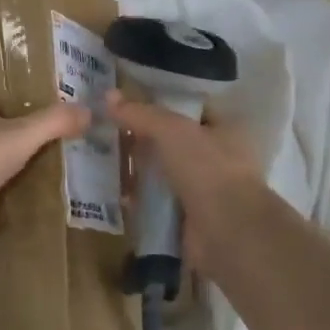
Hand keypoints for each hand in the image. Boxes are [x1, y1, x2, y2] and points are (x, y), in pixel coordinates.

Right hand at [106, 88, 273, 273]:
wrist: (227, 233)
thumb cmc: (207, 169)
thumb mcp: (171, 130)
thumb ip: (140, 113)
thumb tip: (108, 96)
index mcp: (227, 129)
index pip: (189, 108)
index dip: (160, 102)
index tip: (127, 101)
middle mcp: (219, 158)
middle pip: (173, 141)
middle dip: (142, 137)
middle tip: (107, 129)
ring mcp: (204, 190)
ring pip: (163, 172)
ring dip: (138, 169)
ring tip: (103, 157)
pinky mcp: (188, 218)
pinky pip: (157, 201)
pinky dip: (139, 198)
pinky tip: (114, 190)